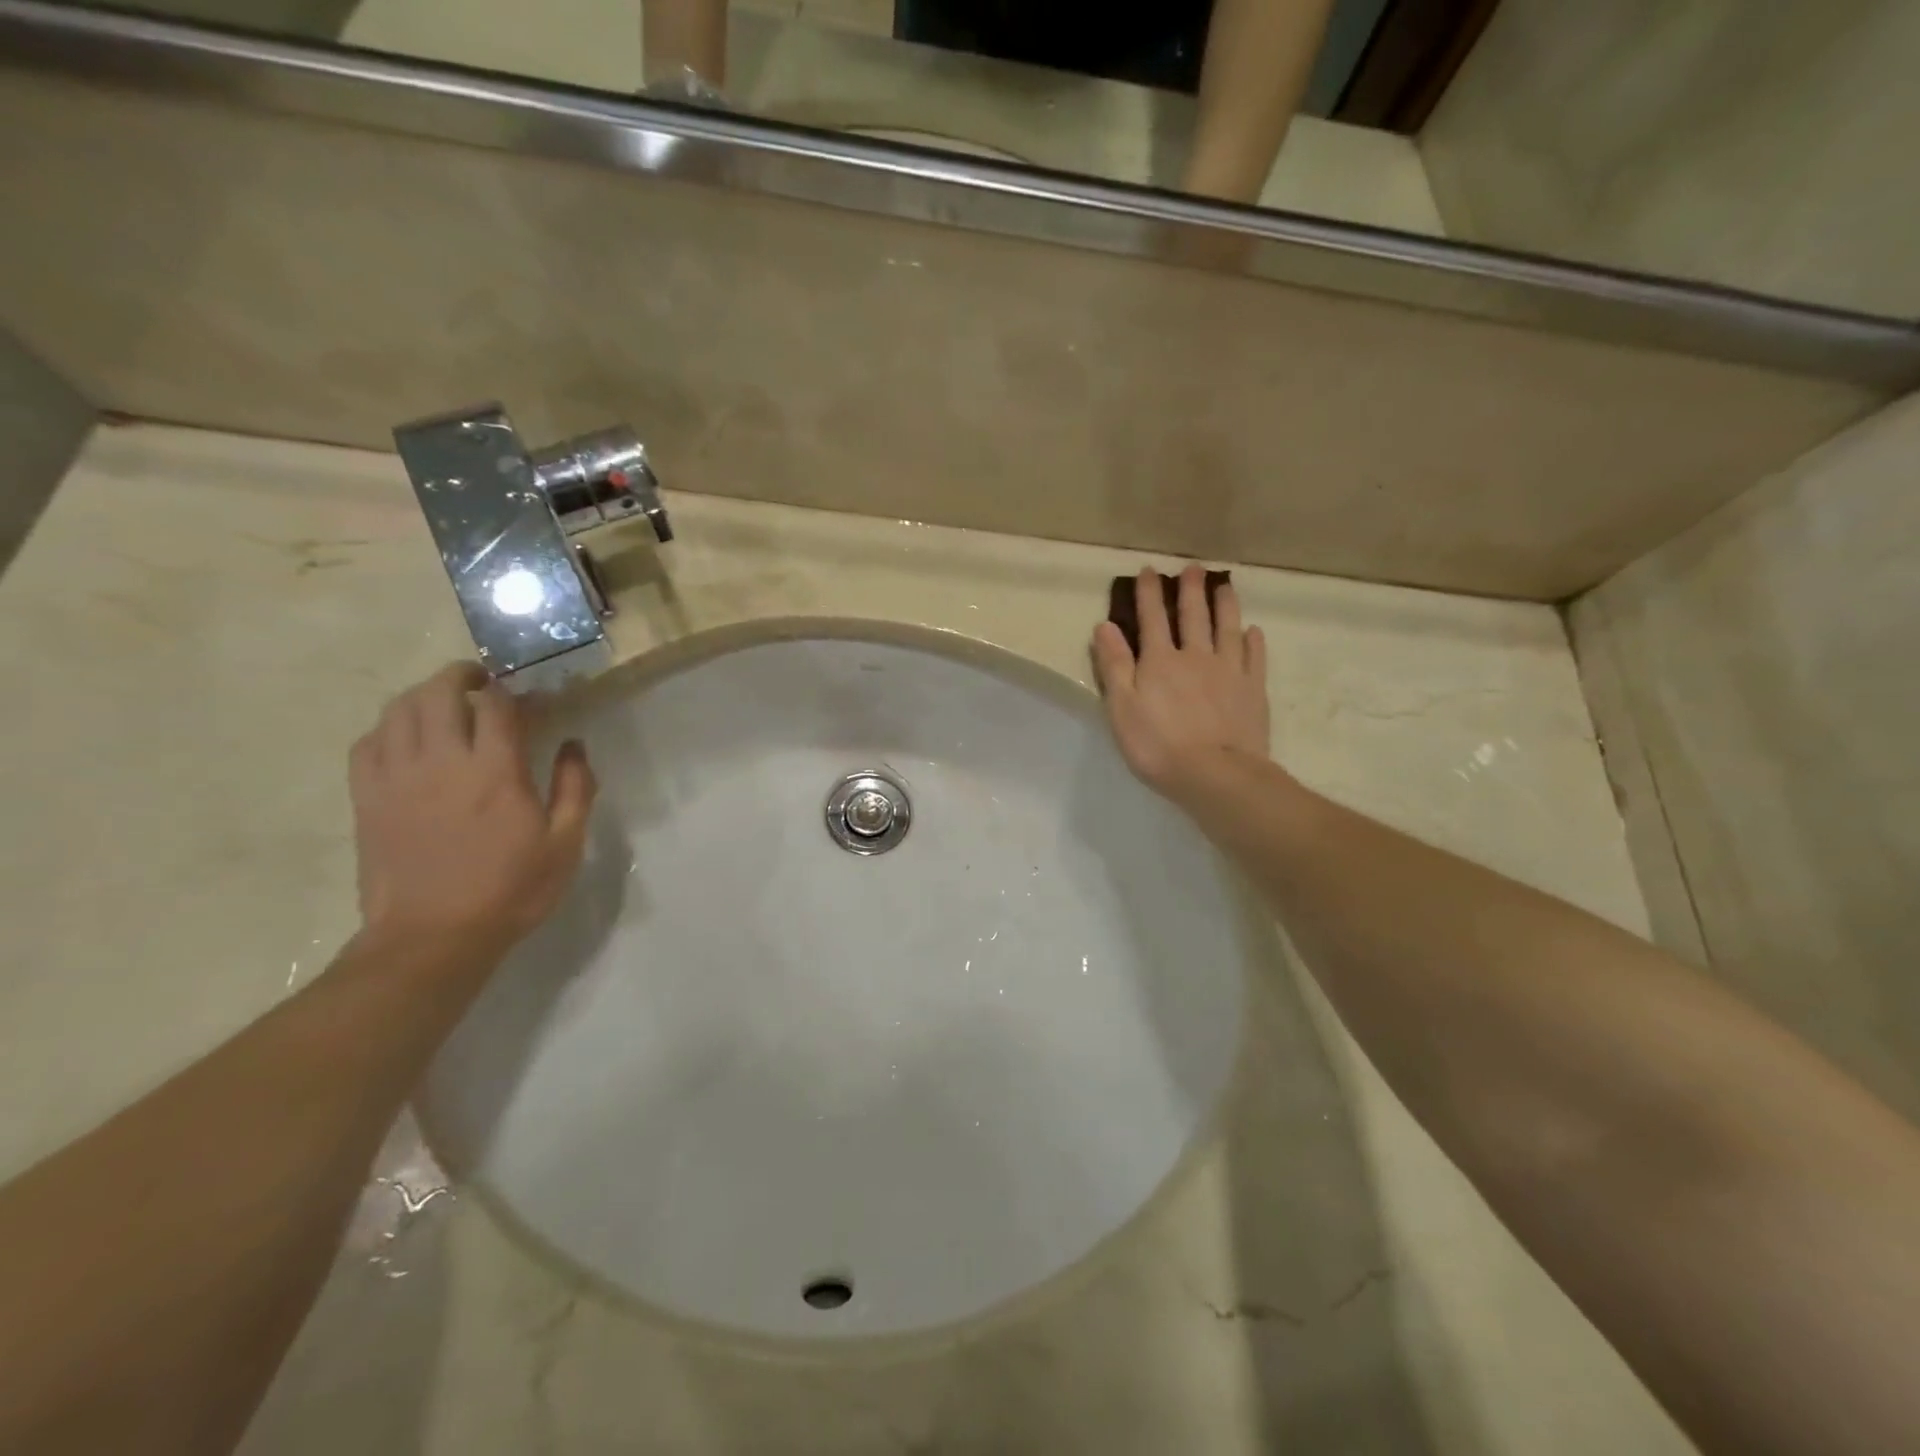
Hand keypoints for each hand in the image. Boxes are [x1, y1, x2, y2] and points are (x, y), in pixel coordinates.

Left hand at [348, 663, 596, 963]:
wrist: (433, 938)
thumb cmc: (511, 890)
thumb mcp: (565, 844)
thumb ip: (575, 788)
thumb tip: (574, 745)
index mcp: (496, 771)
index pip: (499, 705)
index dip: (516, 691)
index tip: (532, 696)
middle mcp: (442, 762)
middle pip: (440, 693)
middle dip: (462, 676)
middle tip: (482, 681)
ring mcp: (396, 778)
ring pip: (398, 710)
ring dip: (423, 695)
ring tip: (444, 702)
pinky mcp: (367, 799)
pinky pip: (368, 743)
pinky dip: (388, 728)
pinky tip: (406, 738)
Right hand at [1092, 565, 1270, 803]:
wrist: (1215, 774)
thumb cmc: (1158, 746)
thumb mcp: (1121, 708)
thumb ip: (1114, 665)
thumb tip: (1105, 626)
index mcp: (1160, 661)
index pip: (1151, 619)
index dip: (1149, 594)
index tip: (1149, 571)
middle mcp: (1195, 656)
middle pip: (1193, 616)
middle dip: (1190, 590)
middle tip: (1193, 568)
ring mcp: (1229, 671)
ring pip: (1227, 628)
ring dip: (1224, 605)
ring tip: (1225, 585)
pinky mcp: (1253, 689)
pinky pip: (1255, 658)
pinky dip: (1254, 641)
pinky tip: (1253, 631)